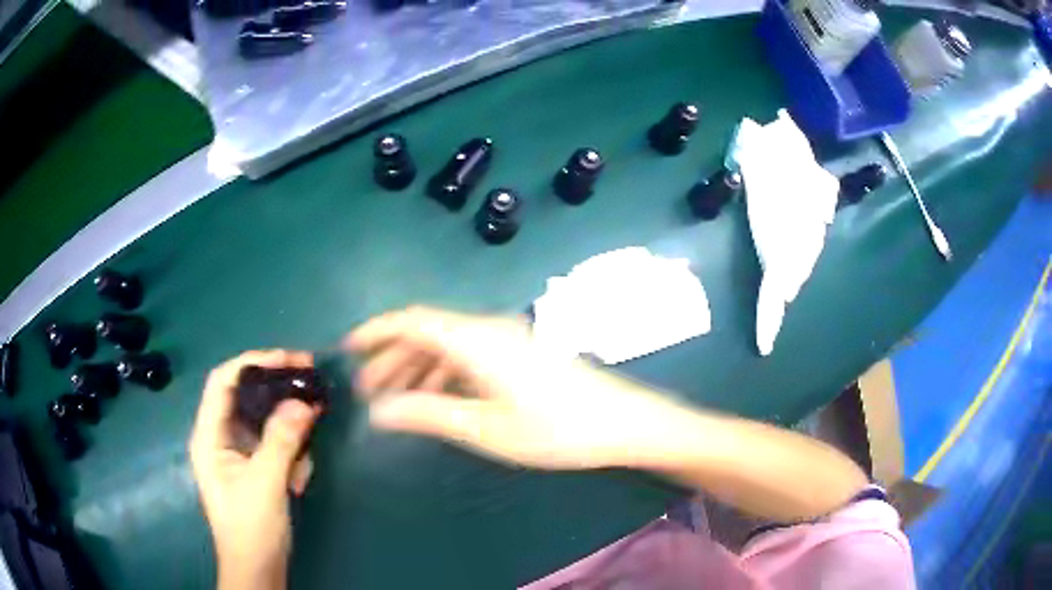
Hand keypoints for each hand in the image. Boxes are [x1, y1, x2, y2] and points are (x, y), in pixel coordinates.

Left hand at [189, 351, 322, 589]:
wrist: (258, 569)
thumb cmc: (251, 528)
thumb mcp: (265, 483)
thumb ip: (281, 441)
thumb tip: (302, 402)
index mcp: (210, 436)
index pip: (223, 382)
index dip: (252, 362)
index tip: (288, 359)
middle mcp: (221, 438)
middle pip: (247, 397)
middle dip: (278, 389)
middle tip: (310, 380)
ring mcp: (239, 453)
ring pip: (265, 422)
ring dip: (290, 431)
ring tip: (306, 455)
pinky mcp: (256, 467)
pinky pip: (275, 445)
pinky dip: (292, 454)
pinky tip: (299, 480)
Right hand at [345, 306, 680, 469]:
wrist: (623, 423)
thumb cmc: (555, 428)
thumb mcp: (485, 428)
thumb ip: (428, 414)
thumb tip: (378, 411)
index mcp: (476, 339)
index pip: (413, 320)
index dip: (377, 331)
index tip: (349, 348)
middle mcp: (488, 330)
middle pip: (427, 333)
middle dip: (392, 357)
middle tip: (367, 390)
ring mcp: (507, 341)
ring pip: (448, 346)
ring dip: (417, 367)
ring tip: (395, 400)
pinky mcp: (520, 355)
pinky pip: (469, 356)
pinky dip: (444, 373)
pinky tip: (436, 399)